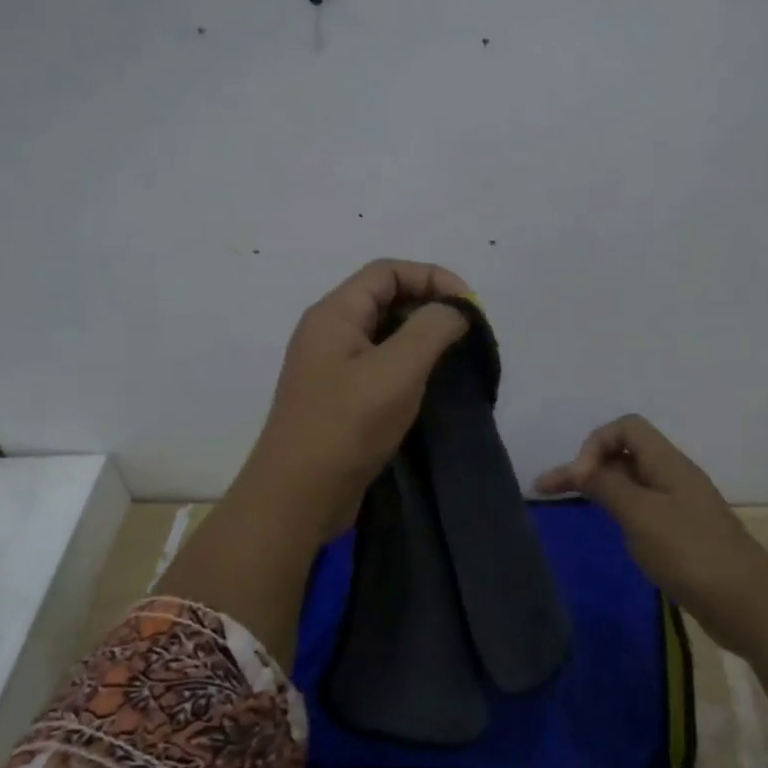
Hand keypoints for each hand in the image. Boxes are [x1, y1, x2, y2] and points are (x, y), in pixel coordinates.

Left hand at [240, 259, 471, 541]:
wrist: (298, 496)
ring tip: (455, 357)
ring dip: (421, 338)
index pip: (387, 271)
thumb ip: (431, 329)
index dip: (431, 277)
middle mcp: (329, 333)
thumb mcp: (397, 370)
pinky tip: (430, 385)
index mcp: (335, 314)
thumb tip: (454, 309)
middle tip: (466, 333)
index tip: (469, 305)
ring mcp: (332, 368)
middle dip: (429, 306)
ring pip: (384, 334)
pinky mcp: (340, 399)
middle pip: (385, 298)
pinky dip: (408, 365)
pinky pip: (379, 366)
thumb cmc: (347, 425)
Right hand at [536, 414, 767, 706]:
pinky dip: (616, 507)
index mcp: (668, 463)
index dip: (595, 444)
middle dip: (586, 464)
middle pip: (625, 452)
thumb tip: (580, 468)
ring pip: (631, 480)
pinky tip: (605, 524)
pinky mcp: (681, 533)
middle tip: (548, 489)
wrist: (746, 604)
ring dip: (598, 485)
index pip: (626, 427)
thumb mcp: (641, 515)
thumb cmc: (690, 553)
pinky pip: (641, 506)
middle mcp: (673, 476)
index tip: (578, 480)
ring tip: (566, 500)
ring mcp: (679, 505)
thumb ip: (608, 485)